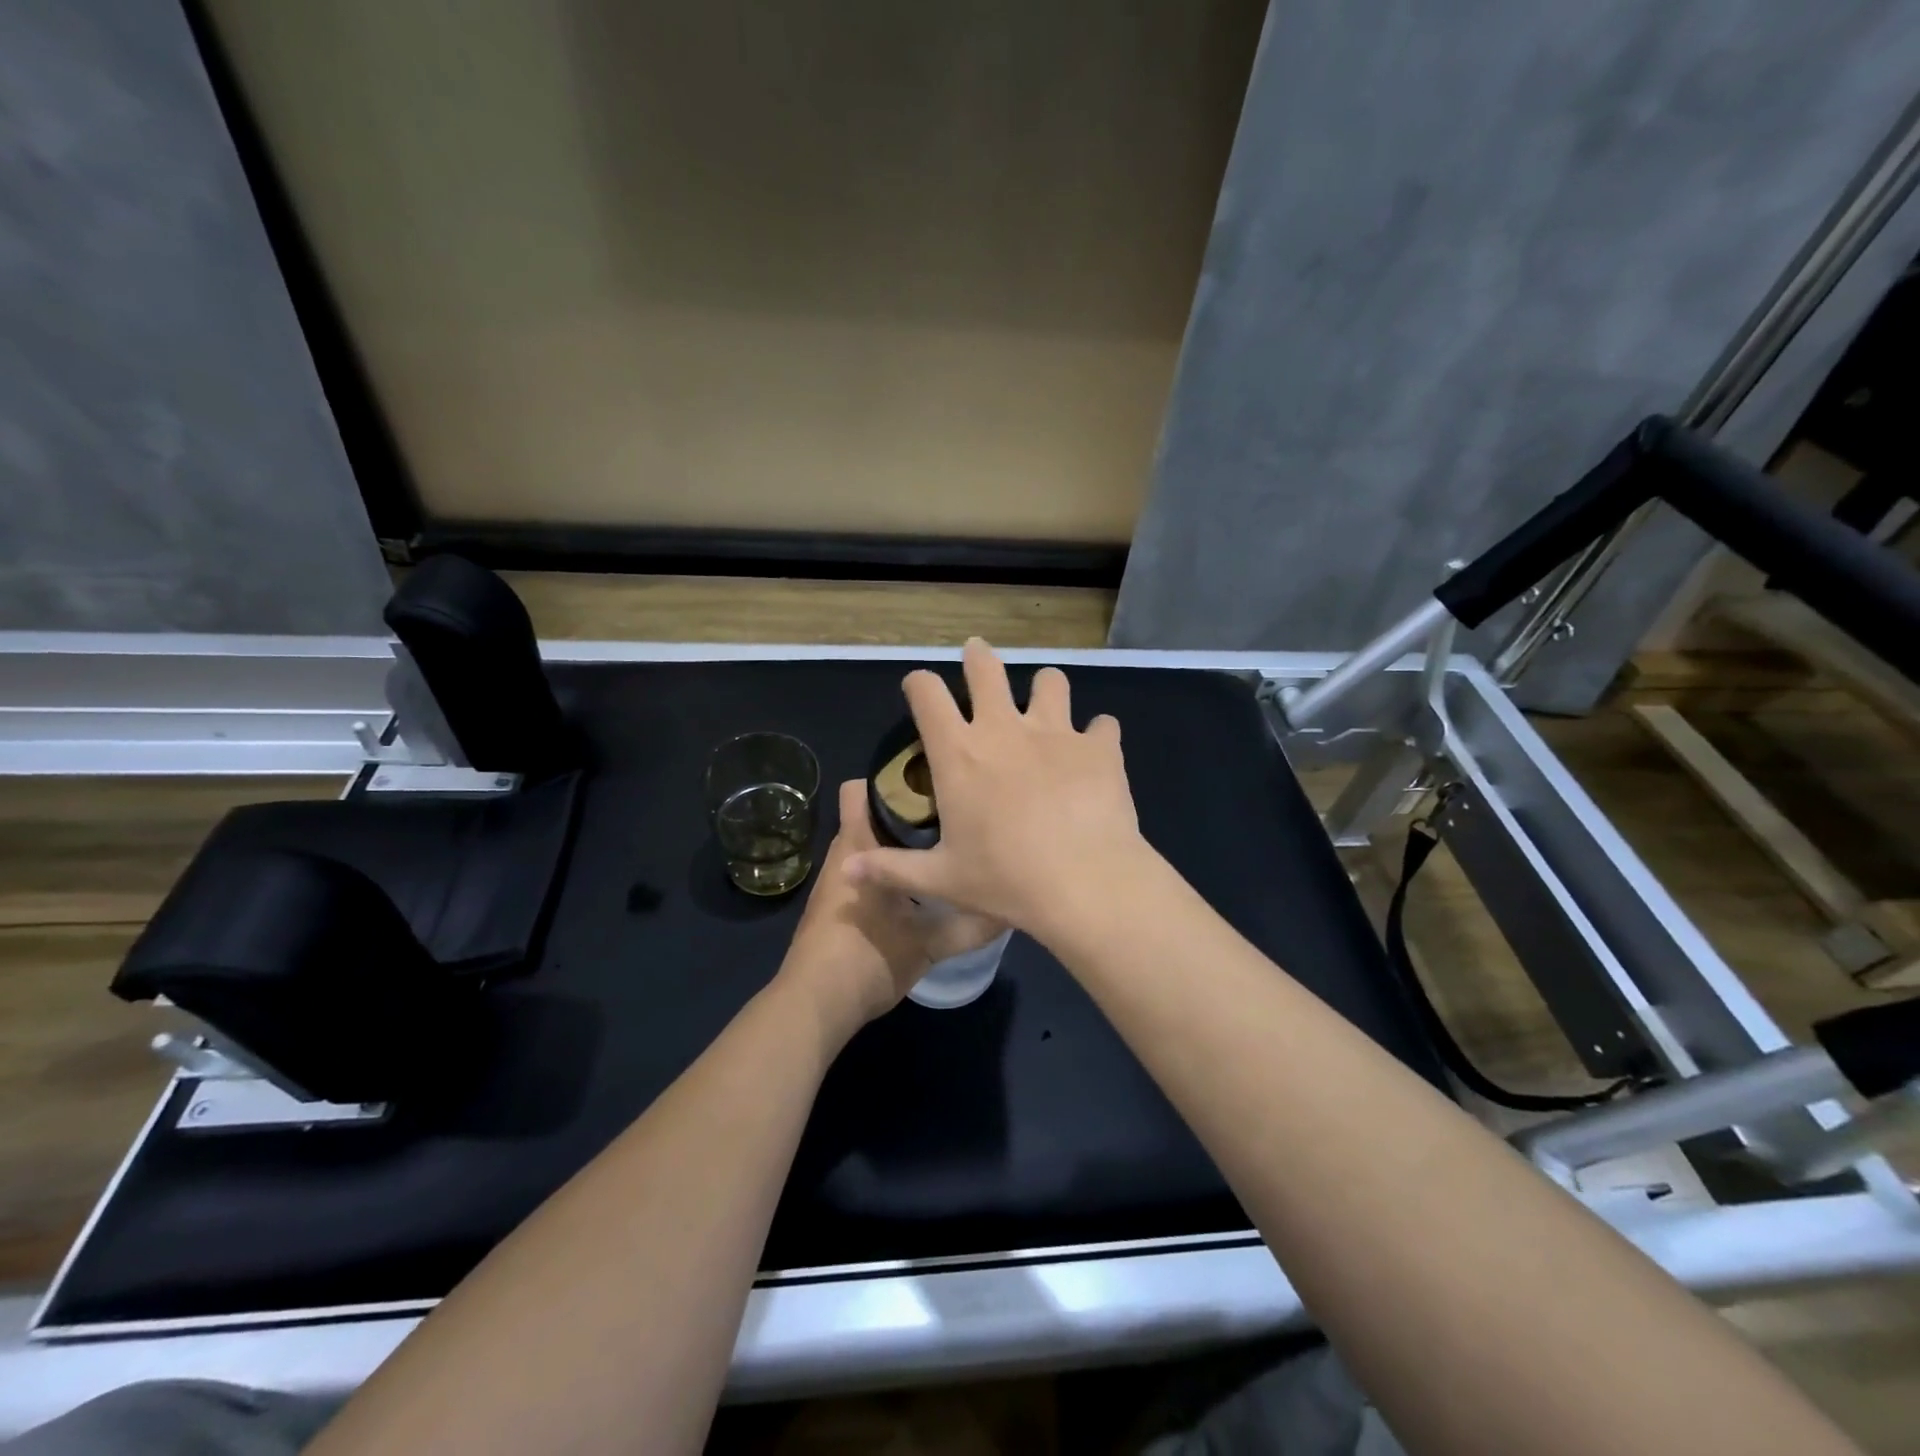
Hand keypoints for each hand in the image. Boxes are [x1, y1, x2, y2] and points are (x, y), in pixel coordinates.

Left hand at [777, 780, 1004, 1040]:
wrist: (814, 1008)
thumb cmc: (867, 958)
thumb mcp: (929, 943)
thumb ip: (970, 926)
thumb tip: (1009, 909)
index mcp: (857, 846)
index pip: (860, 788)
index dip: (890, 778)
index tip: (931, 783)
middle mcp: (843, 855)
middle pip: (872, 815)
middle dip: (909, 811)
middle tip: (952, 817)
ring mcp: (837, 883)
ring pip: (871, 846)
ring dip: (901, 845)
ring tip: (944, 848)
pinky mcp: (839, 908)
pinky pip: (868, 874)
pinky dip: (892, 873)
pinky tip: (922, 890)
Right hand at [844, 639, 1159, 945]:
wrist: (1085, 883)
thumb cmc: (1005, 880)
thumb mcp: (942, 879)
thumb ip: (891, 869)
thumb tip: (847, 871)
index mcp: (959, 754)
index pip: (927, 694)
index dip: (919, 683)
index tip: (919, 688)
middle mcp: (1004, 729)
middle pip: (986, 668)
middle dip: (978, 658)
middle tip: (977, 656)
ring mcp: (1056, 732)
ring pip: (1050, 681)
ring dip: (1044, 688)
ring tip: (1044, 703)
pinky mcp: (1099, 746)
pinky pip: (1102, 725)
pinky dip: (1097, 734)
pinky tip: (1096, 751)